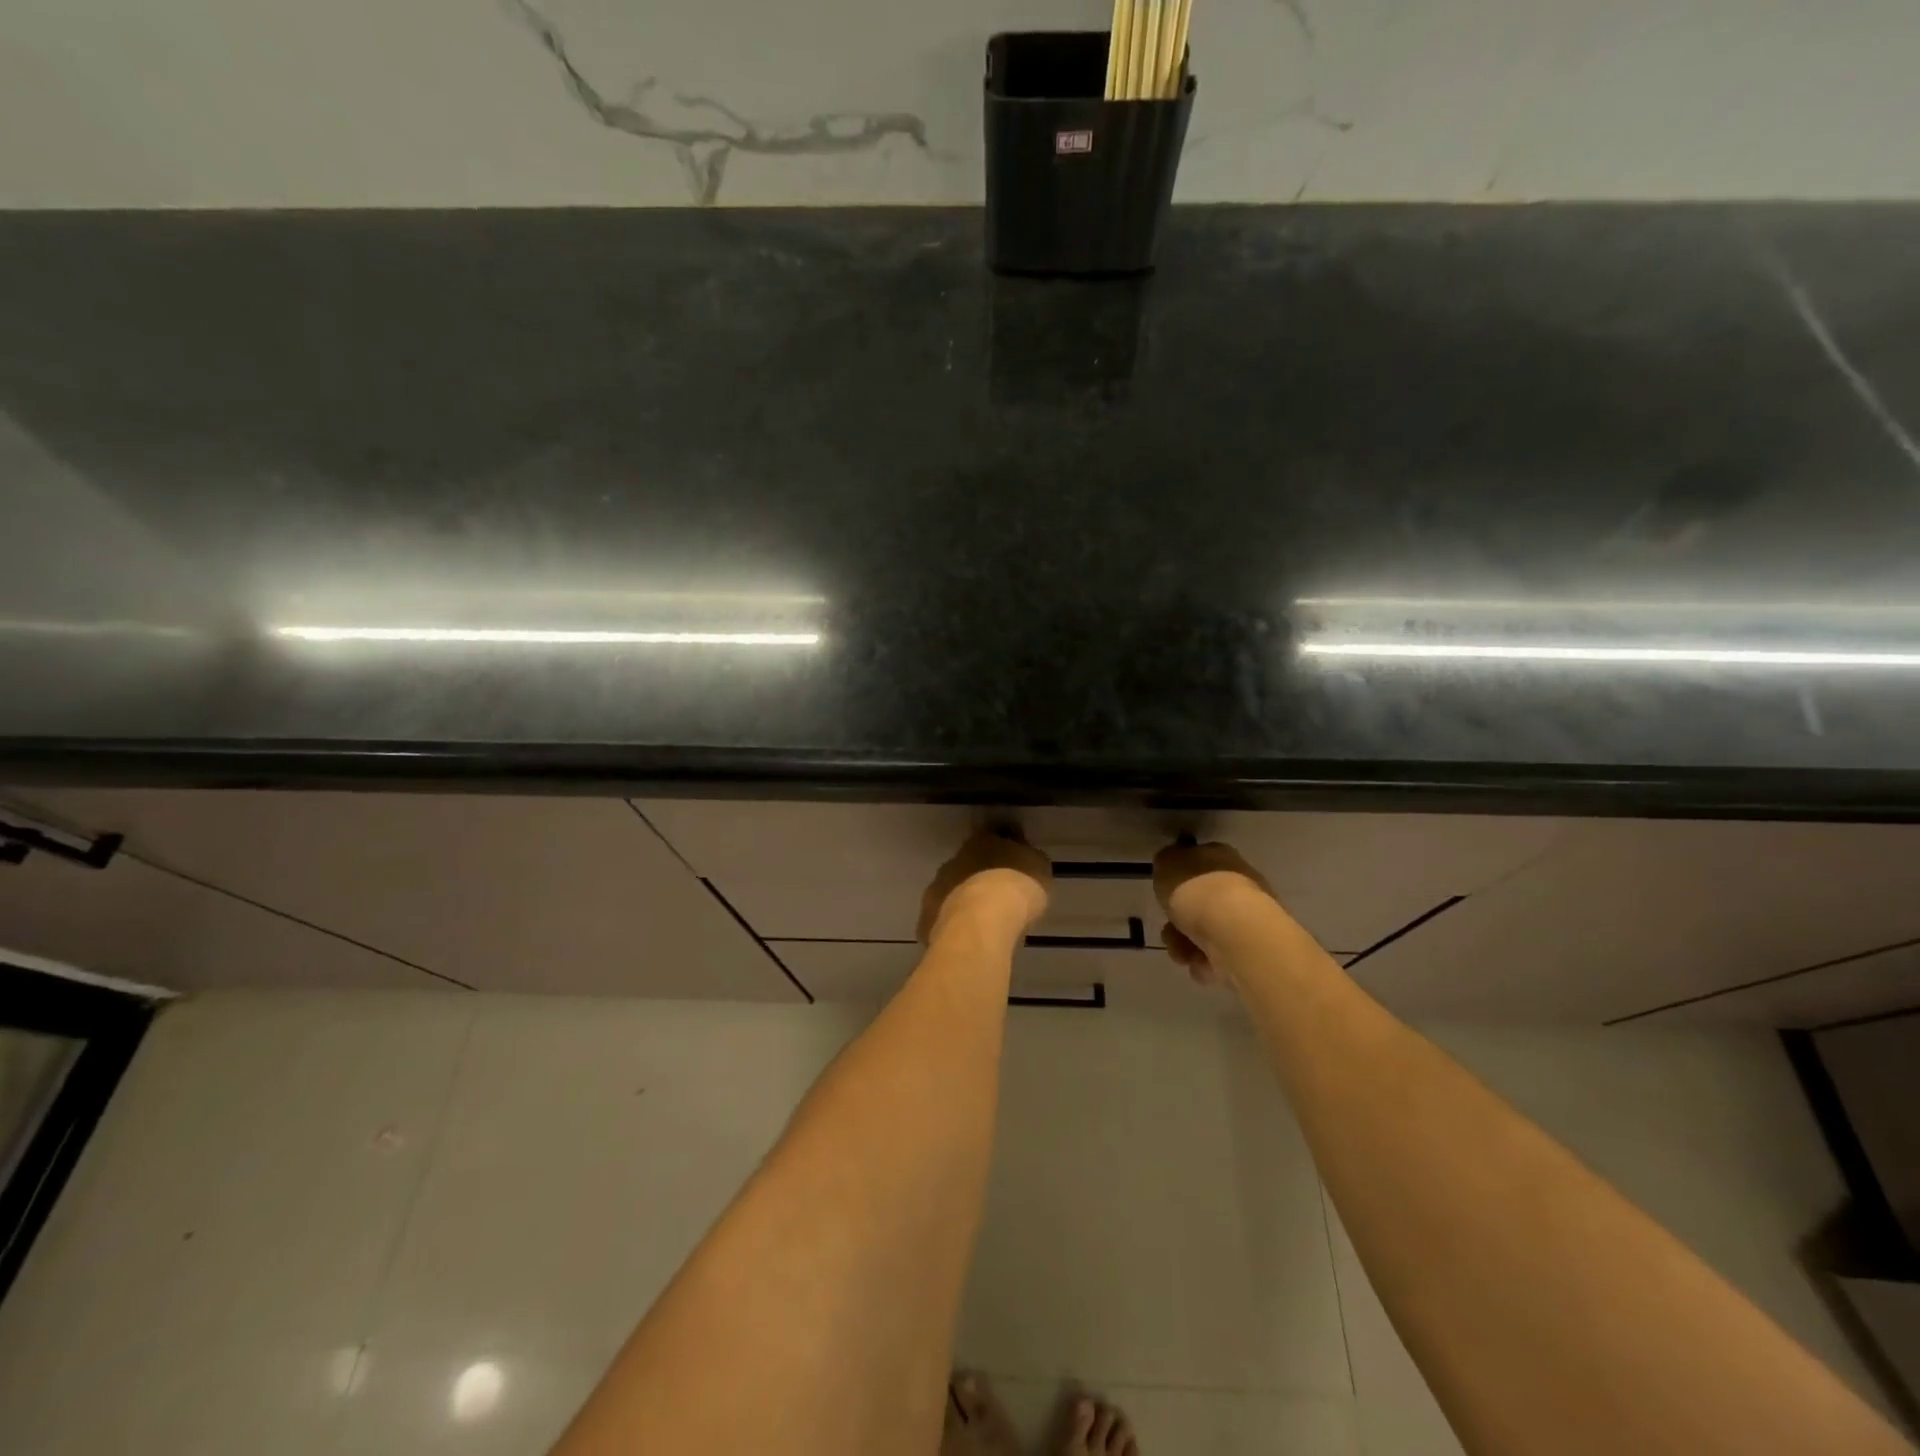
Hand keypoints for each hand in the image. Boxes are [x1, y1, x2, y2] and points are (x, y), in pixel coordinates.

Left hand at [918, 827, 1051, 945]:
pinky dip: (952, 926)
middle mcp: (955, 859)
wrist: (983, 922)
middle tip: (997, 897)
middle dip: (979, 878)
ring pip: (951, 891)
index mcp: (983, 841)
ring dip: (963, 901)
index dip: (1001, 852)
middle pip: (967, 865)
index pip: (991, 838)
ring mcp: (937, 887)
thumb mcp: (1038, 868)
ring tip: (982, 922)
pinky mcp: (927, 917)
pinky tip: (966, 938)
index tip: (1012, 867)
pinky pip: (941, 918)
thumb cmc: (1017, 888)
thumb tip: (1025, 857)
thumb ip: (1029, 860)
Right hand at [1152, 839, 1276, 985]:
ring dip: (1186, 945)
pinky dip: (1205, 962)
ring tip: (1183, 955)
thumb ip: (1166, 863)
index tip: (1163, 895)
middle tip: (1169, 930)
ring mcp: (1247, 916)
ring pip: (1206, 931)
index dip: (1176, 880)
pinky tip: (1201, 965)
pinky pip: (1219, 955)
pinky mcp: (1251, 948)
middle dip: (1179, 921)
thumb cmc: (1196, 891)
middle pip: (1199, 902)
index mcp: (1219, 857)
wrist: (1234, 931)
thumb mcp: (1166, 864)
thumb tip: (1170, 864)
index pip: (1195, 863)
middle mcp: (1237, 882)